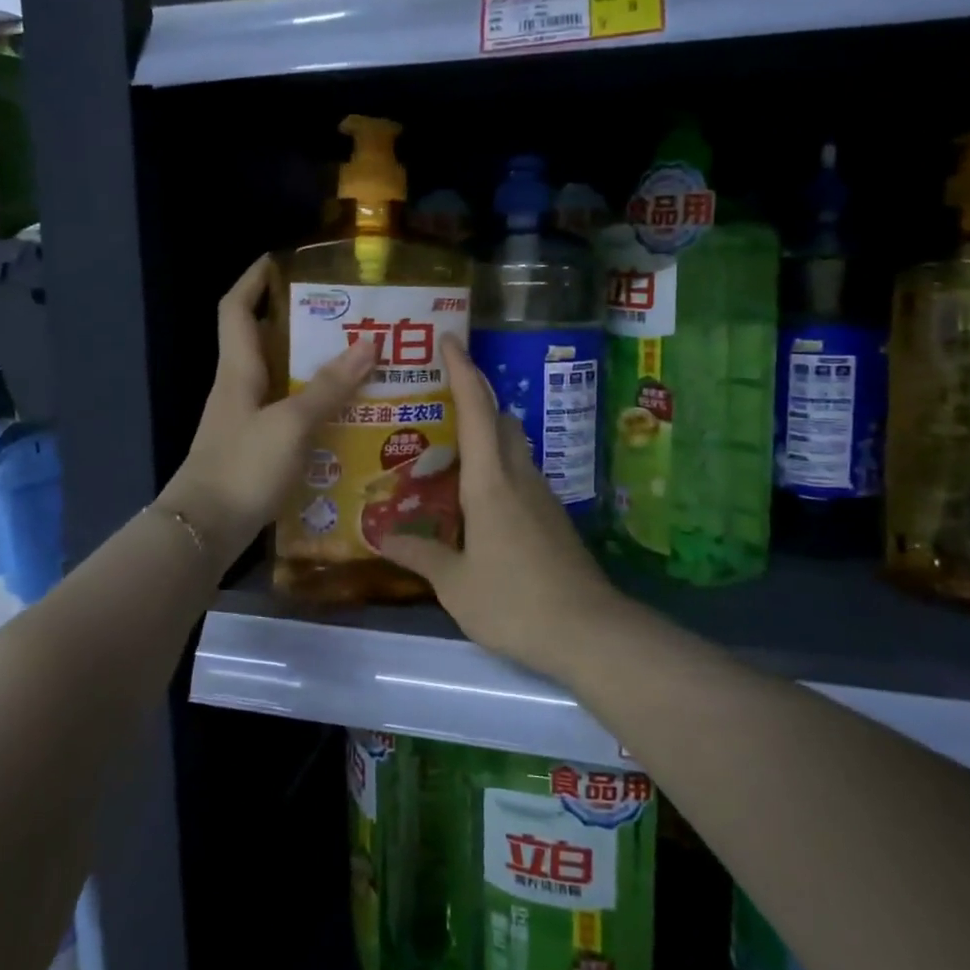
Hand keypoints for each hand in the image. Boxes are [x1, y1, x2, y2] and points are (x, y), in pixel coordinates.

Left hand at [157, 257, 376, 562]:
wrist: (203, 532)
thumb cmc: (242, 467)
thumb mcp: (291, 424)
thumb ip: (329, 386)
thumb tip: (369, 344)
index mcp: (238, 369)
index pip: (236, 308)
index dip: (254, 279)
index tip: (283, 260)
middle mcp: (239, 387)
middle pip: (265, 340)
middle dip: (302, 322)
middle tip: (348, 317)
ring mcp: (245, 419)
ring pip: (280, 378)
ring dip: (314, 367)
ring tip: (359, 362)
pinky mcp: (255, 448)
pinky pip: (288, 412)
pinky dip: (313, 406)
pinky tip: (345, 415)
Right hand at [377, 335, 620, 680]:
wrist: (587, 631)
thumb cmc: (514, 601)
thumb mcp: (456, 584)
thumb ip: (420, 554)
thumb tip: (382, 536)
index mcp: (490, 481)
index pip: (477, 409)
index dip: (462, 370)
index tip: (449, 339)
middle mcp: (519, 476)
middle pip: (500, 418)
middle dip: (474, 395)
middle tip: (437, 396)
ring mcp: (541, 495)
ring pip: (512, 445)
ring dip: (486, 432)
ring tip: (447, 447)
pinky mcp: (551, 516)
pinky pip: (519, 473)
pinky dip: (495, 466)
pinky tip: (475, 496)